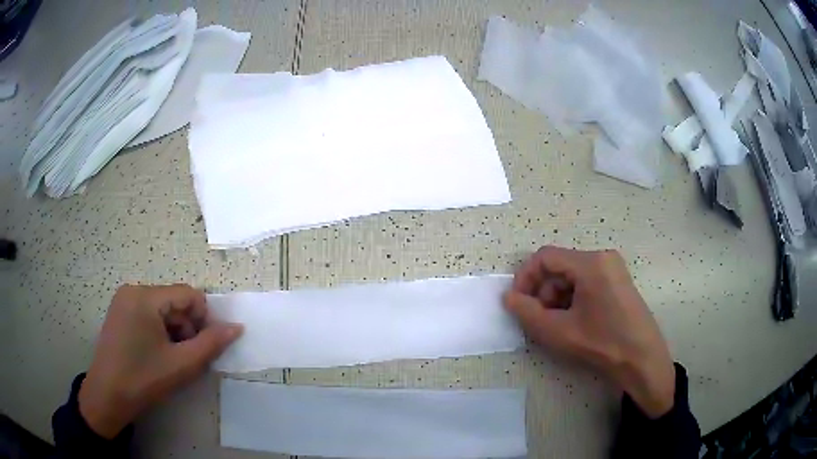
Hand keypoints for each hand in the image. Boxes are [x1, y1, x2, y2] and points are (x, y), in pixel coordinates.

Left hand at [79, 284, 242, 437]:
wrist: (108, 396)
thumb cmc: (143, 379)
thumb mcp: (181, 365)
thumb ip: (211, 344)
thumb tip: (236, 327)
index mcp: (145, 297)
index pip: (188, 295)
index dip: (204, 319)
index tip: (204, 347)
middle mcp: (133, 290)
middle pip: (175, 301)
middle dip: (188, 328)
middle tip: (187, 358)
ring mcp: (124, 301)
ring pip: (163, 309)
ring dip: (175, 332)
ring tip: (173, 360)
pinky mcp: (120, 313)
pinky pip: (149, 314)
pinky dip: (161, 332)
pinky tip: (158, 355)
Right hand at [504, 246, 675, 418]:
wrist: (642, 360)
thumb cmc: (601, 343)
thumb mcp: (558, 331)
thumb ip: (527, 312)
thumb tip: (508, 297)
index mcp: (591, 262)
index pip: (545, 257)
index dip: (526, 278)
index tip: (519, 303)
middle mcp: (603, 257)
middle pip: (559, 266)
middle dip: (544, 292)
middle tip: (541, 320)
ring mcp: (613, 268)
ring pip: (572, 275)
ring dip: (558, 298)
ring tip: (559, 325)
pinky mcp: (618, 280)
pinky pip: (586, 282)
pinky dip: (573, 299)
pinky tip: (576, 322)